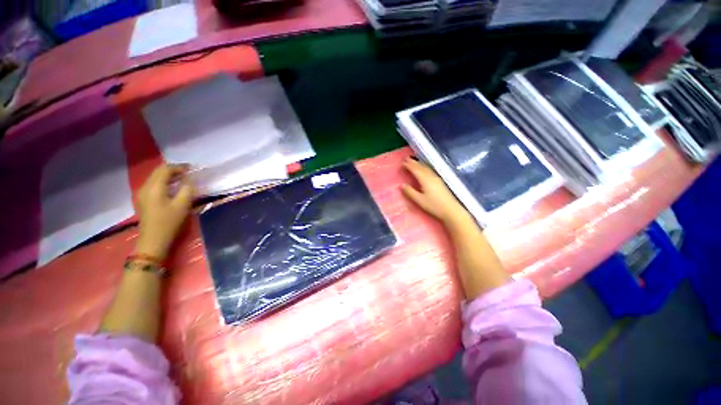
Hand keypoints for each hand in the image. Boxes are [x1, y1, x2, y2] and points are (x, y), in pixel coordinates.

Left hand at [135, 164, 194, 259]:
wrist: (153, 240)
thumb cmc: (169, 222)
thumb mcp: (182, 205)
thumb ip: (187, 189)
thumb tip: (189, 180)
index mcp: (154, 187)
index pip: (165, 169)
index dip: (179, 167)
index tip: (192, 168)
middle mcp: (145, 187)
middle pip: (158, 172)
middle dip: (173, 170)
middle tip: (188, 172)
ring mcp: (141, 194)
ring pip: (155, 178)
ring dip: (168, 176)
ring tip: (182, 179)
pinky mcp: (143, 200)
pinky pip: (153, 185)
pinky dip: (164, 182)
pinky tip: (172, 188)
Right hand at [401, 157, 470, 224]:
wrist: (451, 210)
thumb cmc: (434, 206)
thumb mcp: (419, 200)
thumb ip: (410, 192)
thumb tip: (401, 185)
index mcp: (425, 180)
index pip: (415, 169)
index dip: (409, 165)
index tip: (402, 162)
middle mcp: (431, 176)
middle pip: (421, 167)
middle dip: (413, 162)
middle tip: (406, 159)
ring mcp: (436, 178)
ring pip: (426, 168)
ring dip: (419, 164)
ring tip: (413, 162)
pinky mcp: (440, 181)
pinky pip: (430, 170)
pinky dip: (424, 167)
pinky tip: (424, 169)